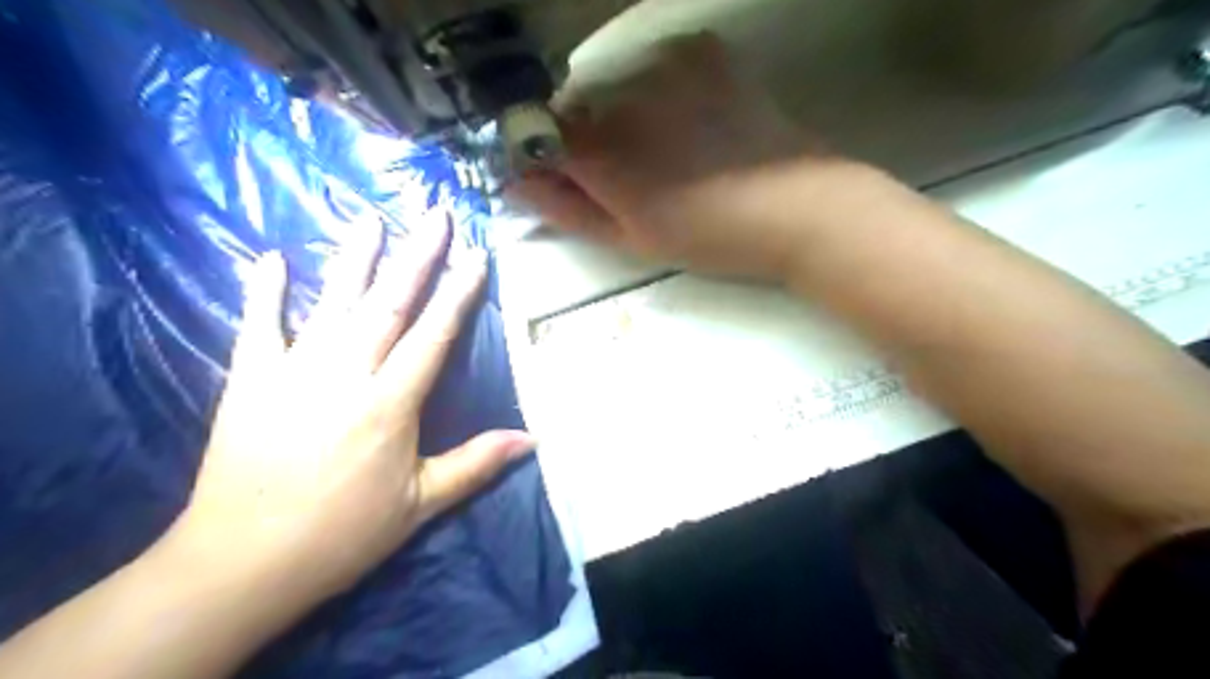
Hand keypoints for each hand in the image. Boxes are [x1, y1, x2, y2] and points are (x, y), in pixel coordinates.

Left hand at [162, 215, 538, 604]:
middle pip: (388, 304)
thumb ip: (476, 464)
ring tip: (371, 219)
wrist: (242, 563)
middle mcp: (345, 374)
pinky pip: (257, 326)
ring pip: (332, 303)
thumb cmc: (342, 534)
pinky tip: (269, 257)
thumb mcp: (420, 504)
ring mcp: (293, 372)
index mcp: (389, 404)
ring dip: (355, 259)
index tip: (474, 255)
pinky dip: (263, 291)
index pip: (433, 335)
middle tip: (433, 215)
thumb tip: (532, 439)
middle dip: (416, 257)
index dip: (457, 293)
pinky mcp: (249, 381)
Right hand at [509, 33, 860, 279]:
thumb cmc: (709, 237)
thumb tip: (515, 185)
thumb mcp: (632, 239)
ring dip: (625, 112)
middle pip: (577, 107)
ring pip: (615, 84)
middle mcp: (621, 95)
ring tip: (667, 148)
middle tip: (630, 172)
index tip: (564, 177)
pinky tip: (690, 118)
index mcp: (600, 151)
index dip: (545, 156)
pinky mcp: (701, 50)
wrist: (795, 207)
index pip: (538, 135)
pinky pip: (656, 64)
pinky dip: (660, 88)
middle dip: (587, 137)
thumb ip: (568, 210)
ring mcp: (664, 64)